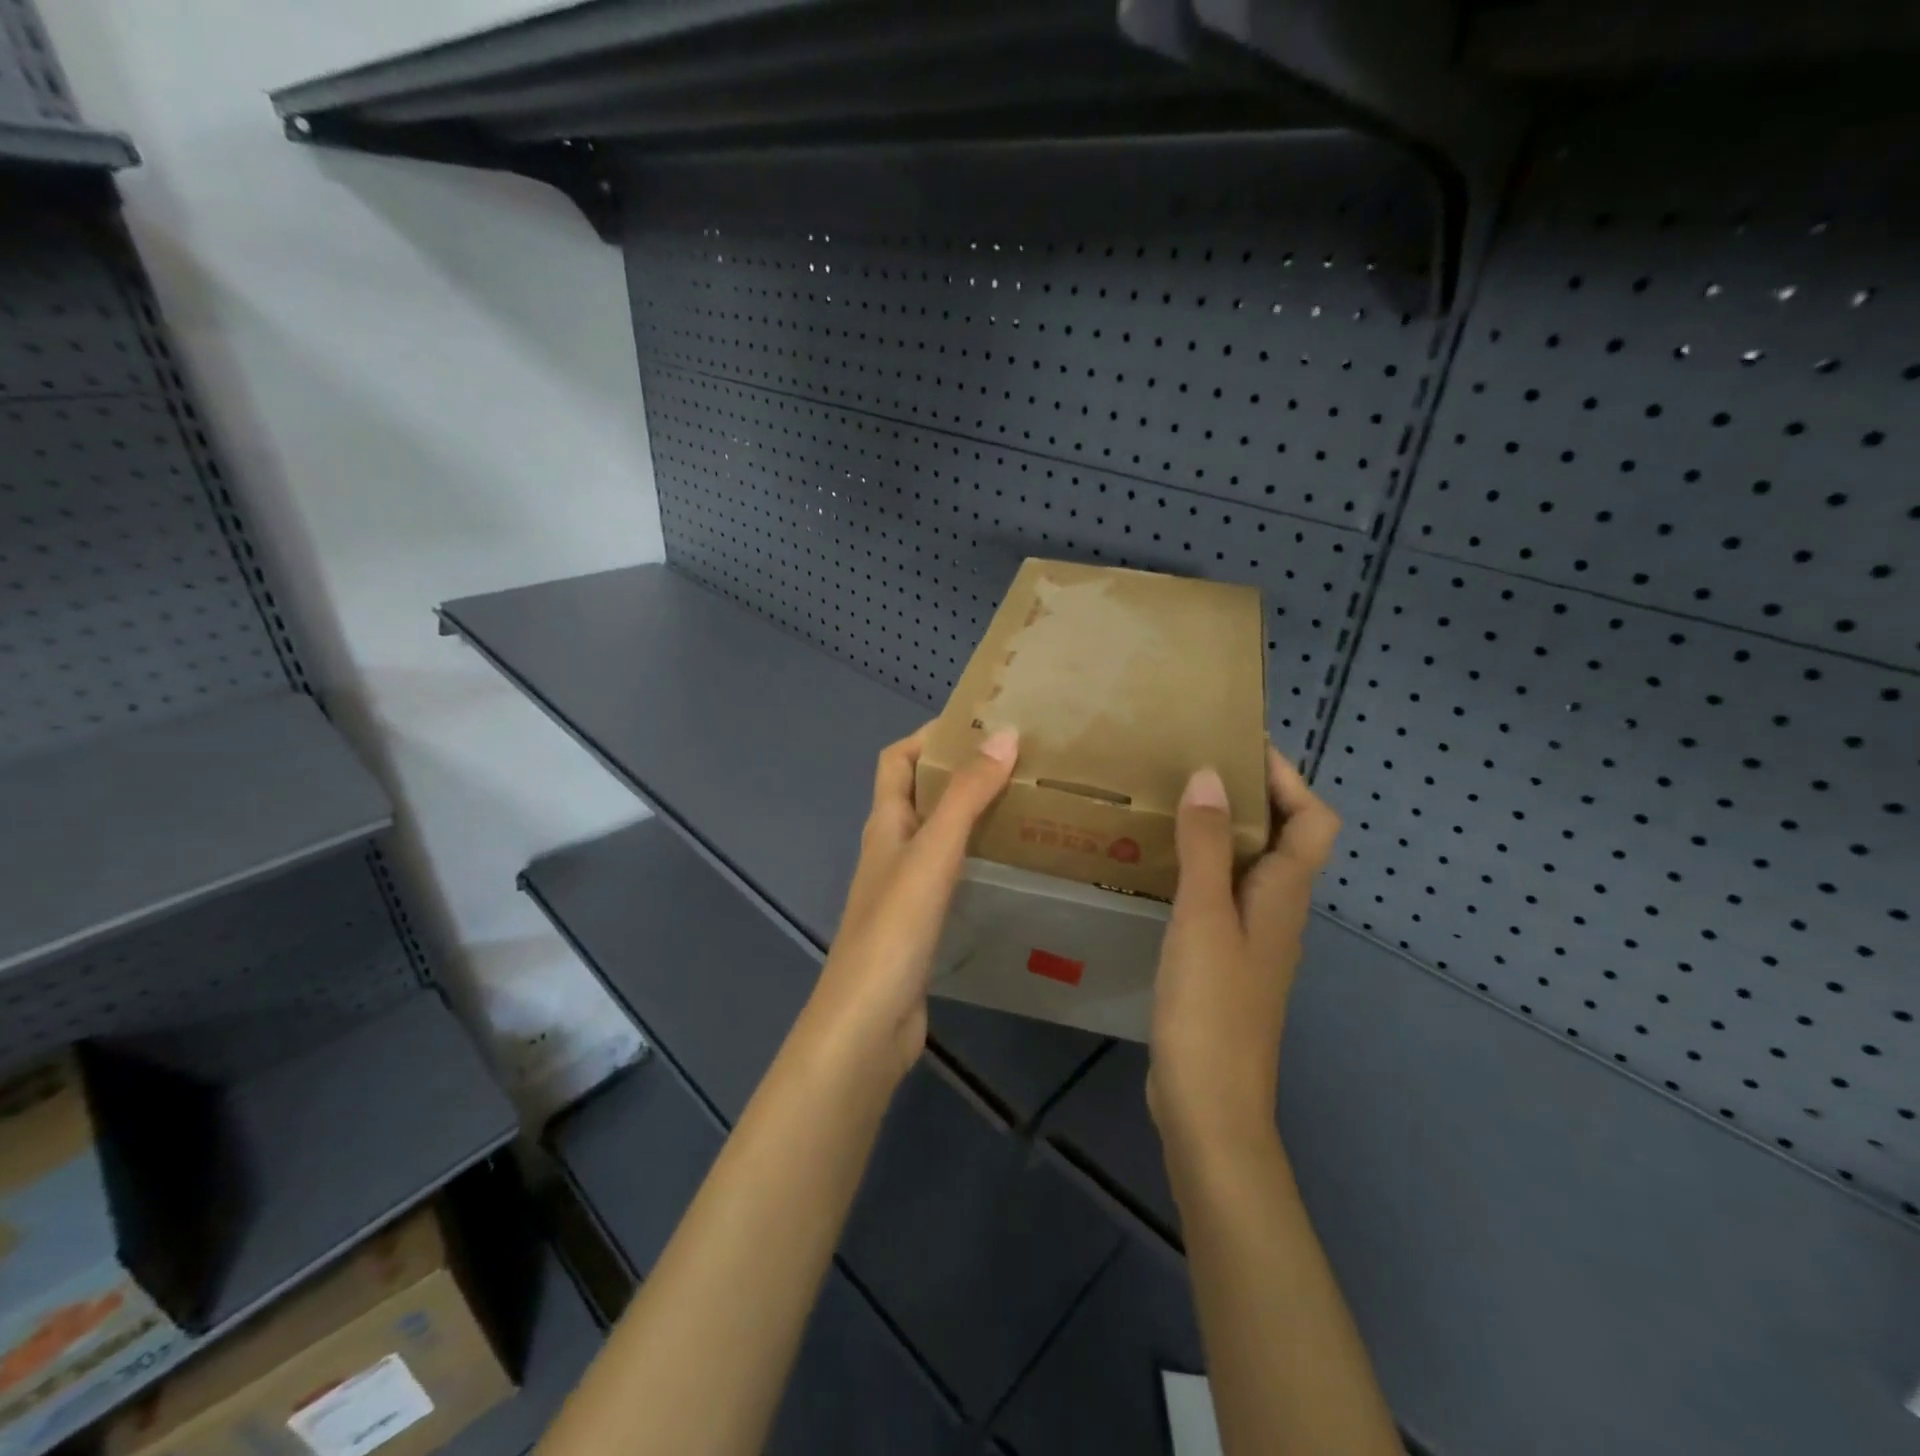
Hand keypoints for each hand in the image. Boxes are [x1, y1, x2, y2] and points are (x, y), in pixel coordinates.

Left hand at [803, 724, 1019, 1079]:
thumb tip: (1004, 734)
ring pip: (937, 834)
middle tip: (1017, 762)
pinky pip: (949, 872)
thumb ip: (968, 796)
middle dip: (960, 771)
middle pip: (919, 793)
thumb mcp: (934, 852)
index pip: (896, 759)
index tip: (979, 725)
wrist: (868, 1021)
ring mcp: (903, 888)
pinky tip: (1007, 865)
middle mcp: (890, 848)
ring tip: (1023, 803)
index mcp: (885, 823)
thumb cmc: (895, 928)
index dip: (929, 736)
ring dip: (970, 813)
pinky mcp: (919, 922)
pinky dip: (974, 856)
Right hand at [1147, 747, 1341, 1156]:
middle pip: (1283, 836)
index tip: (1238, 744)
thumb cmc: (1211, 1008)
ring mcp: (1252, 937)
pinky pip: (1220, 893)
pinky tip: (1156, 866)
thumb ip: (1207, 846)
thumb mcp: (1203, 917)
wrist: (1209, 1106)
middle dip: (1248, 795)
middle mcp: (1278, 909)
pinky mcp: (1224, 959)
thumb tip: (1211, 775)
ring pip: (1248, 865)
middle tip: (1189, 765)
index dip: (1288, 777)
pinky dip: (1199, 867)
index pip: (1314, 818)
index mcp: (1286, 894)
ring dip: (1220, 830)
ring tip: (1168, 803)